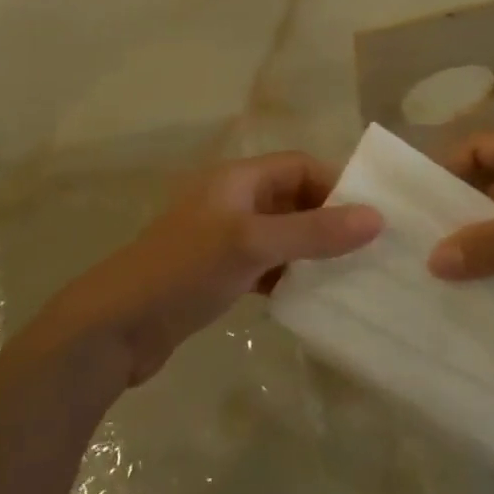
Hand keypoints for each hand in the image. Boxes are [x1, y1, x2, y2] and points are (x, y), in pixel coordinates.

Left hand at [50, 153, 382, 385]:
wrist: (116, 328)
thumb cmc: (185, 270)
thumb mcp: (253, 244)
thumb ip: (314, 231)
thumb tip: (376, 217)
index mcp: (238, 179)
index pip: (299, 166)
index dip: (336, 185)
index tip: (371, 217)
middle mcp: (233, 201)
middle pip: (293, 199)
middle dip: (329, 220)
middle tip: (369, 251)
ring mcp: (224, 239)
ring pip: (282, 235)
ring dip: (311, 251)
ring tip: (350, 276)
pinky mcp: (218, 274)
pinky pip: (266, 265)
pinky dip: (289, 276)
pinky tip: (309, 298)